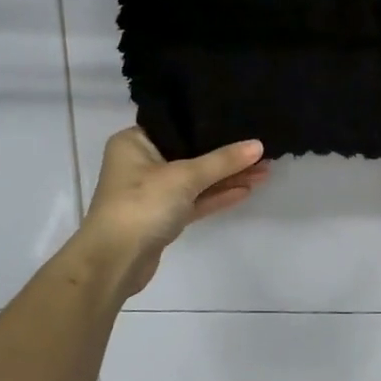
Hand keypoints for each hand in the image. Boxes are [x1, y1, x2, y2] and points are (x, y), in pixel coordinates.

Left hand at [76, 128, 268, 297]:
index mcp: (134, 142)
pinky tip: (246, 190)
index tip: (242, 118)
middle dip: (225, 155)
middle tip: (262, 149)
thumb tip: (259, 145)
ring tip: (265, 170)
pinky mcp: (163, 217)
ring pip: (196, 179)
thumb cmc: (142, 204)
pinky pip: (194, 200)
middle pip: (190, 153)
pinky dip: (217, 195)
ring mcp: (152, 192)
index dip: (209, 123)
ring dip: (227, 177)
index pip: (177, 125)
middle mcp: (141, 162)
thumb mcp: (184, 176)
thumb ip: (222, 161)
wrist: (115, 261)